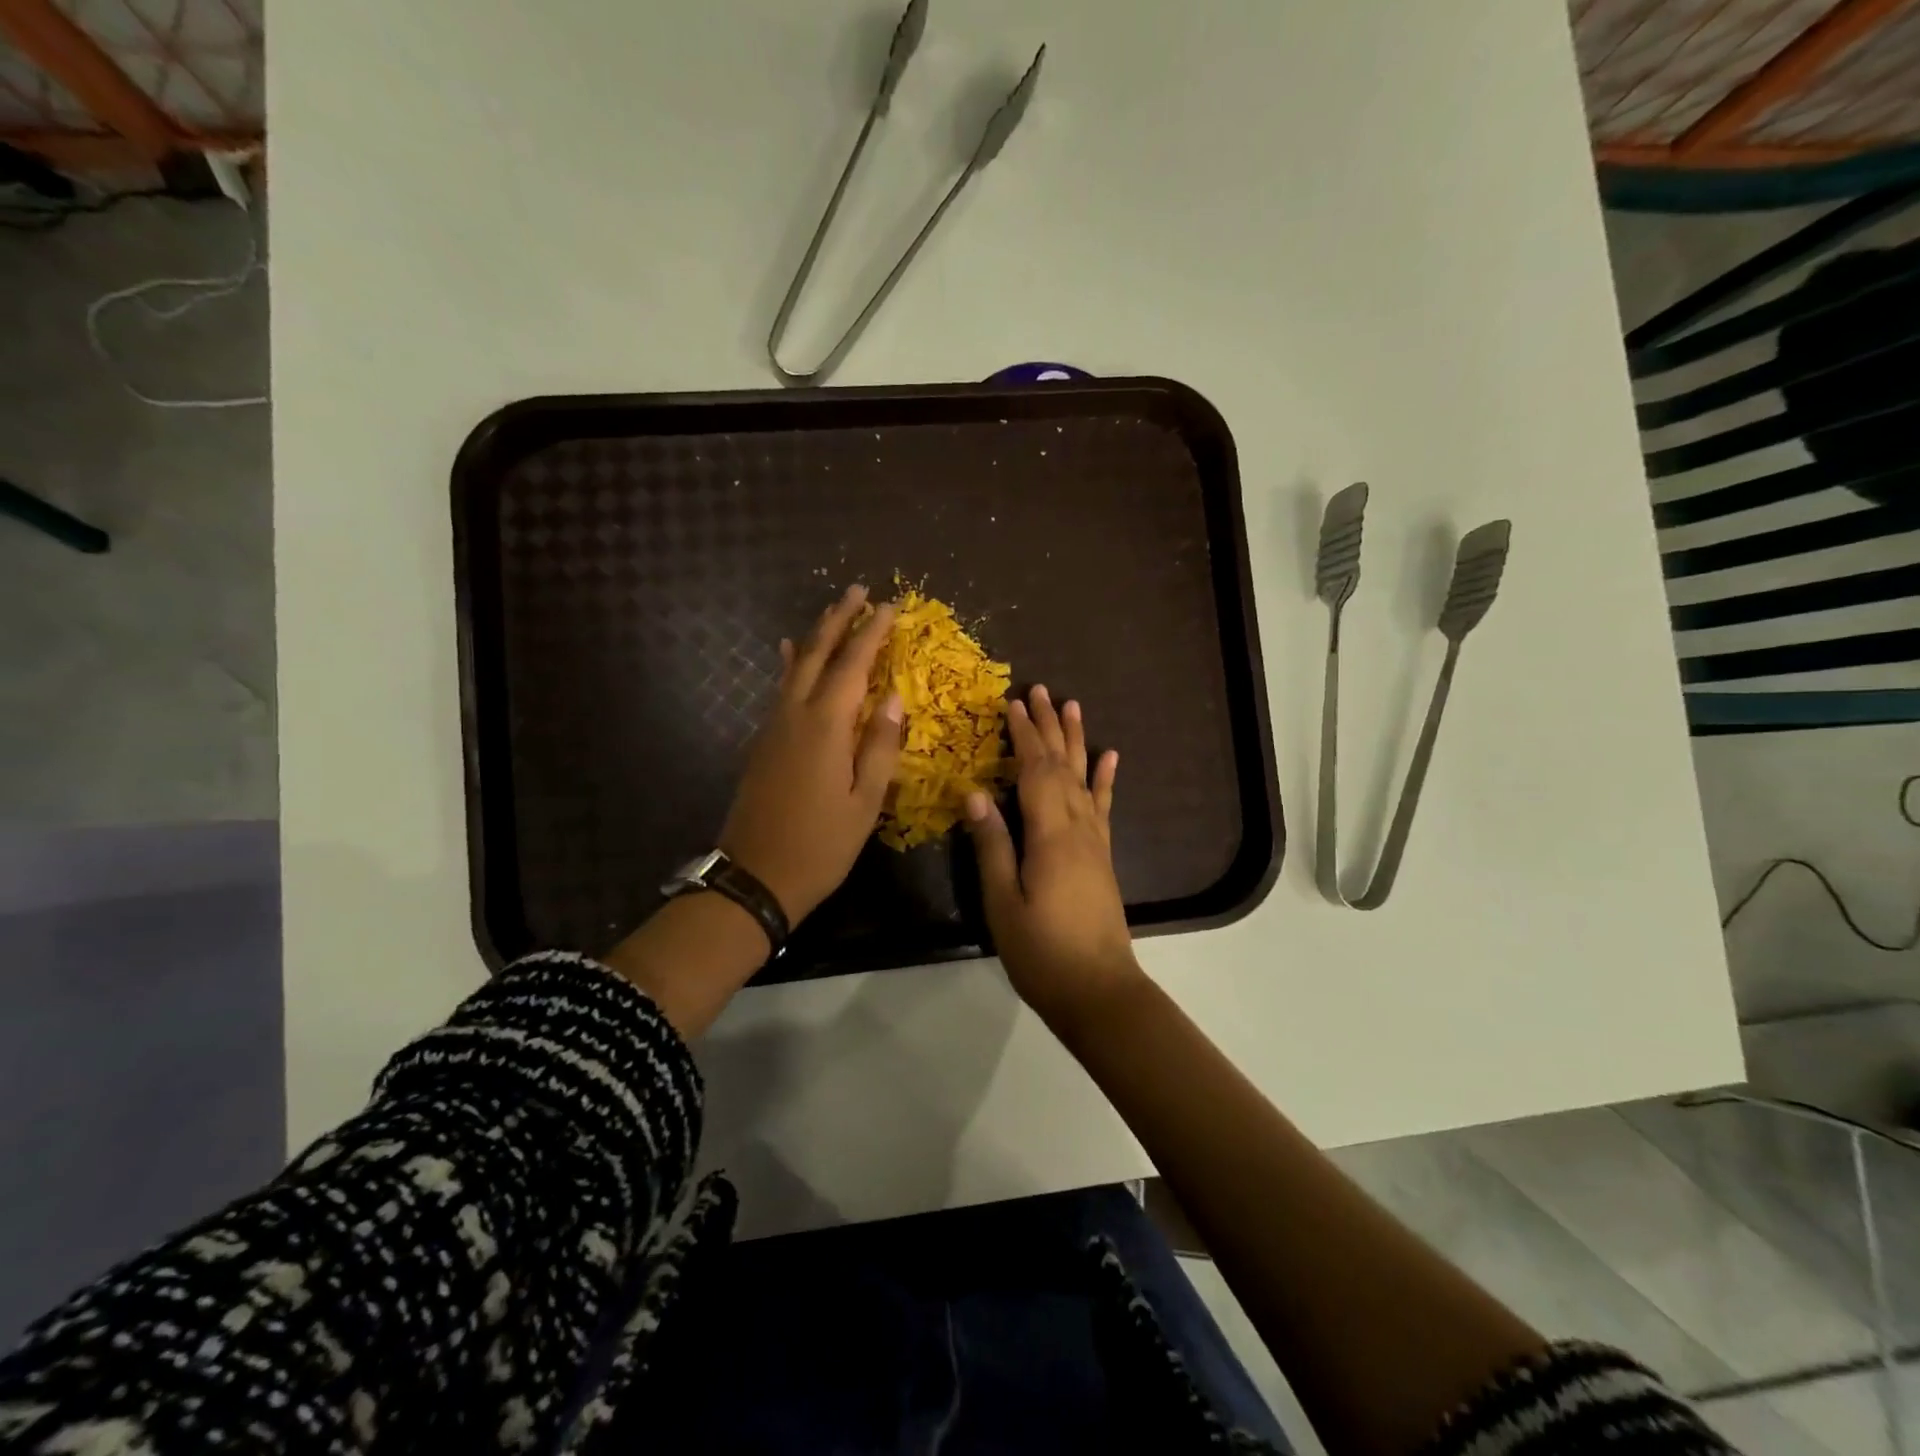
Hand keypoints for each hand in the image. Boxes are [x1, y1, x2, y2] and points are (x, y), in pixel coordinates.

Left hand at [721, 584, 902, 922]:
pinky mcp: (764, 741)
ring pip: (796, 666)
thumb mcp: (864, 802)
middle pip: (817, 653)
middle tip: (858, 590)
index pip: (853, 665)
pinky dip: (791, 663)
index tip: (890, 605)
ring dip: (816, 635)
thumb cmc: (821, 845)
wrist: (755, 876)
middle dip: (839, 619)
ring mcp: (774, 726)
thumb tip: (894, 698)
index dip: (873, 632)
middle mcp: (796, 715)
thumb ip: (880, 746)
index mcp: (826, 726)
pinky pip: (781, 688)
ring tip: (833, 611)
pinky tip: (789, 652)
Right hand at [965, 685, 1140, 1024]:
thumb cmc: (1043, 953)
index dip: (1024, 735)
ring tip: (1072, 706)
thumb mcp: (1004, 904)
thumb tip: (975, 793)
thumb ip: (993, 846)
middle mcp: (1078, 828)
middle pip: (1062, 765)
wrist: (1099, 992)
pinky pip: (1104, 807)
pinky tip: (1110, 757)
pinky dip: (1106, 779)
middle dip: (1049, 726)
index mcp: (1050, 835)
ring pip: (1085, 778)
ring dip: (1077, 740)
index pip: (1036, 772)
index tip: (1012, 703)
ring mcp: (1095, 841)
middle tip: (1040, 689)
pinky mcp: (1102, 856)